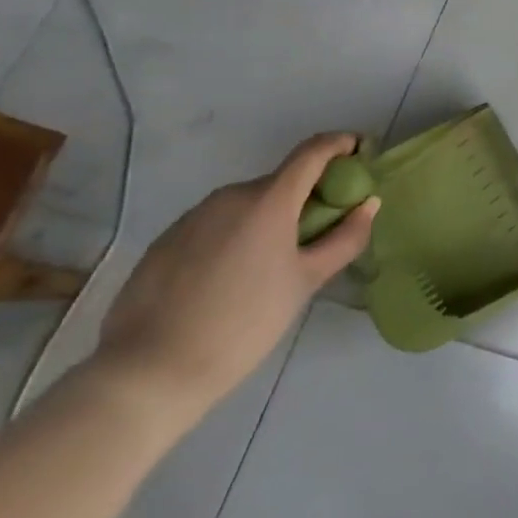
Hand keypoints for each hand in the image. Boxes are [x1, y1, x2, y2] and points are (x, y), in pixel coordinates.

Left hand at [90, 133, 378, 421]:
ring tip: (275, 262)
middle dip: (307, 194)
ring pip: (247, 204)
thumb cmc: (244, 323)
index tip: (360, 154)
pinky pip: (216, 224)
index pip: (313, 151)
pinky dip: (237, 235)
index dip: (340, 144)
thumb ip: (344, 238)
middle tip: (323, 229)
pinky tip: (232, 278)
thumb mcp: (306, 282)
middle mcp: (230, 195)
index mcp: (269, 199)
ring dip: (271, 217)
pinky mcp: (166, 240)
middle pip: (281, 181)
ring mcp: (193, 216)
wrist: (149, 372)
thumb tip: (369, 204)